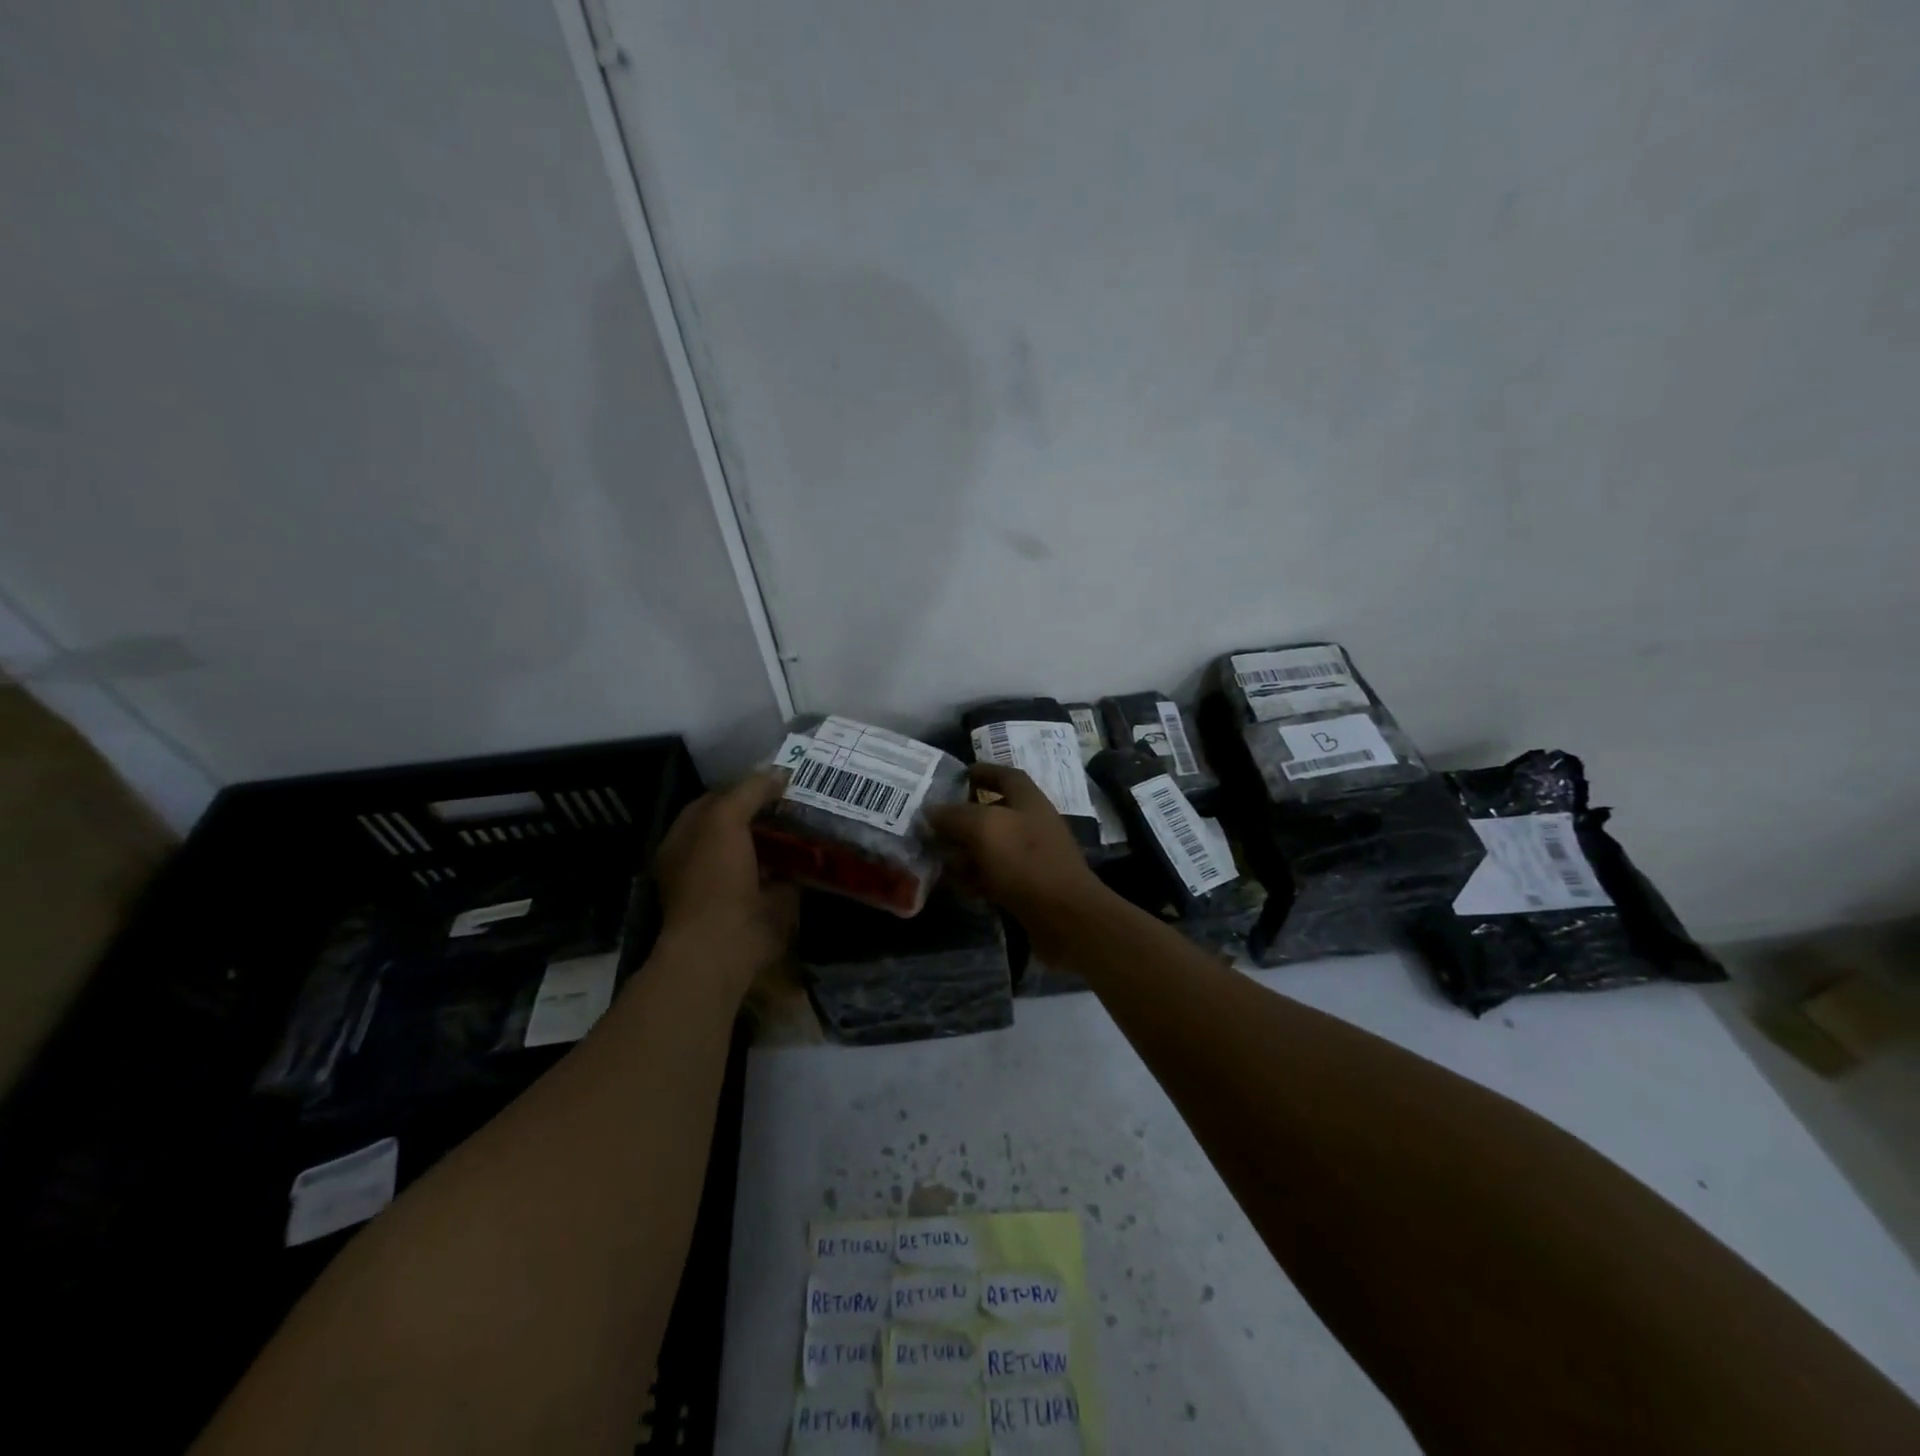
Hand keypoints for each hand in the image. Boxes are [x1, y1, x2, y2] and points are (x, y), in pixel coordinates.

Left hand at [655, 771, 797, 997]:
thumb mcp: (724, 820)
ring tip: (819, 813)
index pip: (715, 800)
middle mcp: (707, 860)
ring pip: (766, 849)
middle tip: (806, 792)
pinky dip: (802, 862)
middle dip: (770, 810)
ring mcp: (736, 883)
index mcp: (686, 839)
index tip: (778, 776)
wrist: (725, 944)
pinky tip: (824, 845)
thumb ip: (748, 791)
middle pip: (742, 824)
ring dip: (788, 835)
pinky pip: (785, 873)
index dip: (743, 786)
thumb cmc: (714, 878)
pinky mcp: (764, 903)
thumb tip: (779, 772)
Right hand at [924, 763, 1106, 923]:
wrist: (1064, 917)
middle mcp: (1032, 824)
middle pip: (994, 813)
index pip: (1005, 775)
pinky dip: (975, 878)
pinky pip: (995, 876)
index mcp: (1029, 800)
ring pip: (991, 847)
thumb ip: (954, 816)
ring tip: (936, 857)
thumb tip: (930, 811)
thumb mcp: (984, 829)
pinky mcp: (1028, 887)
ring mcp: (1032, 857)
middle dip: (963, 818)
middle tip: (932, 825)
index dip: (982, 771)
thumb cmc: (1025, 862)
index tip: (956, 776)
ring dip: (964, 852)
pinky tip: (956, 886)